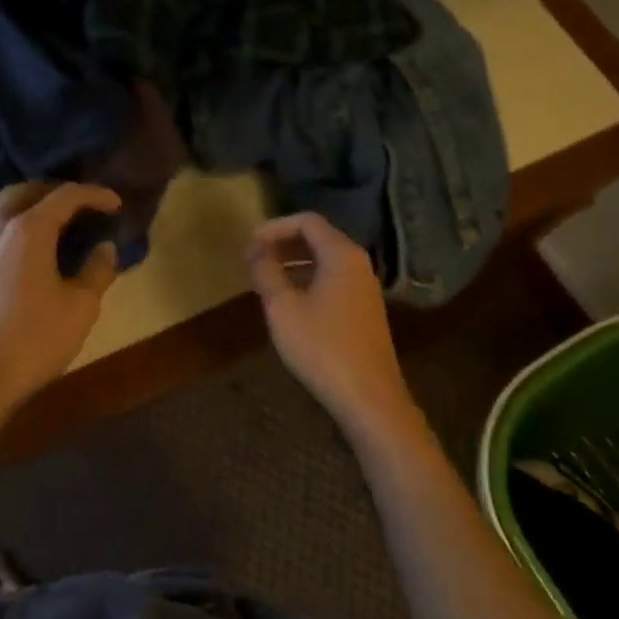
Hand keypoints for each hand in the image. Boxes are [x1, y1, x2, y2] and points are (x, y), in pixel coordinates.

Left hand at [0, 182, 121, 414]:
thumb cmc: (35, 340)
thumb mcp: (81, 307)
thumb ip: (97, 271)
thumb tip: (106, 247)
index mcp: (29, 230)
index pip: (65, 196)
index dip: (94, 194)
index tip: (115, 203)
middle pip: (24, 191)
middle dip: (54, 191)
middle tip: (79, 206)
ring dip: (18, 202)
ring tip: (38, 217)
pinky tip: (13, 247)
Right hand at [245, 213, 419, 436]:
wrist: (369, 397)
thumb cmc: (322, 348)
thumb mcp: (283, 308)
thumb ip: (267, 273)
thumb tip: (257, 253)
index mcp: (342, 254)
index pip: (306, 221)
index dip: (274, 228)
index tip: (249, 246)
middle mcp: (358, 263)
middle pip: (318, 238)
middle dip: (283, 244)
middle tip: (253, 261)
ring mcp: (365, 288)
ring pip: (325, 261)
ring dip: (294, 264)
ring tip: (265, 280)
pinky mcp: (365, 310)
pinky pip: (333, 280)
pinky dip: (308, 280)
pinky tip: (289, 302)